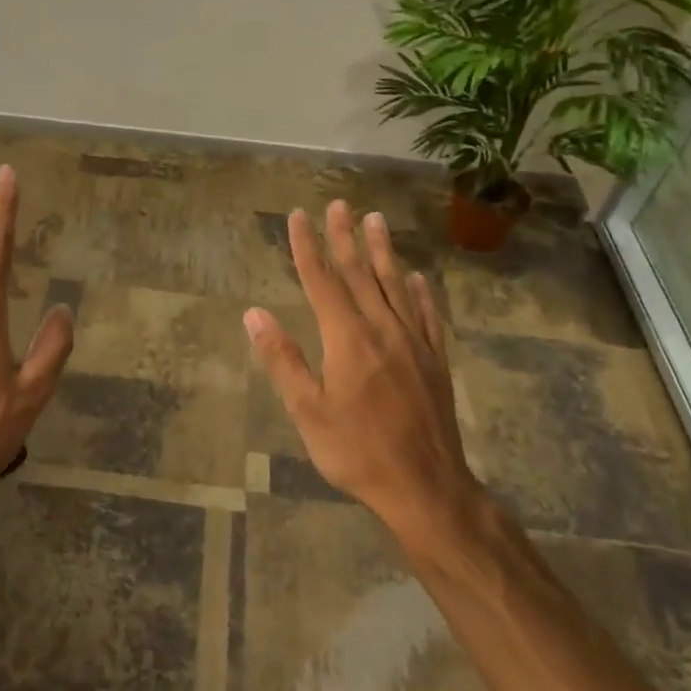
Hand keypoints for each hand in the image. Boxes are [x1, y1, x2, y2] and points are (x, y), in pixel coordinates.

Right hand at [244, 201, 481, 538]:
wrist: (426, 486)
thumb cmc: (357, 451)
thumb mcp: (308, 411)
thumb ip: (283, 359)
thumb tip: (254, 314)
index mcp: (348, 338)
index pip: (322, 281)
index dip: (308, 247)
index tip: (299, 216)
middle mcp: (383, 329)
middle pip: (360, 273)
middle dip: (345, 237)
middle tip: (338, 204)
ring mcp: (414, 342)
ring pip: (395, 285)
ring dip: (383, 251)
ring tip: (376, 220)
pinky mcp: (436, 360)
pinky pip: (427, 314)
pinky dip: (420, 291)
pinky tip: (416, 277)